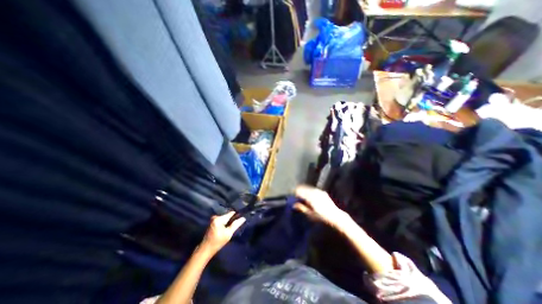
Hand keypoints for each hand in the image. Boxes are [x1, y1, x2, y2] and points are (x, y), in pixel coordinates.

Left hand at [200, 210, 247, 255]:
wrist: (206, 249)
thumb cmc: (217, 242)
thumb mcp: (228, 234)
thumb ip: (236, 225)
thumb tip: (243, 218)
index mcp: (219, 218)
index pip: (231, 213)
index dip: (237, 215)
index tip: (242, 216)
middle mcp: (215, 217)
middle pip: (227, 216)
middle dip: (232, 219)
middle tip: (237, 223)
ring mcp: (213, 220)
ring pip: (225, 218)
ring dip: (228, 221)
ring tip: (233, 225)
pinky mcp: (212, 223)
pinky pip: (221, 220)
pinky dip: (225, 223)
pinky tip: (227, 227)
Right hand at [293, 185, 347, 227]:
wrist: (336, 216)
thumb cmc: (322, 217)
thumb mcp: (310, 214)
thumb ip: (301, 208)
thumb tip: (294, 204)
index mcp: (310, 197)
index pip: (299, 191)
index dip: (295, 193)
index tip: (292, 196)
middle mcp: (315, 192)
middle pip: (303, 188)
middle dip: (299, 191)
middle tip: (295, 196)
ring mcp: (319, 191)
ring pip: (308, 188)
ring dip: (304, 191)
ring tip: (301, 197)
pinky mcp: (322, 192)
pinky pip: (313, 189)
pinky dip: (309, 191)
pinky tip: (309, 197)